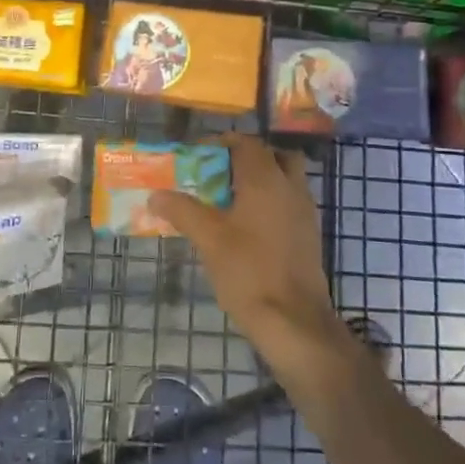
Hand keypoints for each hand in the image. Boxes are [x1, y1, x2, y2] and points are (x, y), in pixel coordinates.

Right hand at [151, 136, 354, 376]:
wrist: (294, 320)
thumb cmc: (248, 271)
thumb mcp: (208, 239)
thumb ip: (182, 211)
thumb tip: (155, 195)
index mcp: (266, 179)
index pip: (247, 143)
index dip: (223, 143)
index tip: (200, 154)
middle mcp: (290, 187)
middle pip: (273, 156)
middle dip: (248, 159)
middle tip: (221, 173)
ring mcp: (304, 211)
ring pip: (286, 180)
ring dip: (262, 181)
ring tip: (231, 200)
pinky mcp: (309, 235)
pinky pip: (290, 203)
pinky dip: (272, 203)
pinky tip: (249, 226)